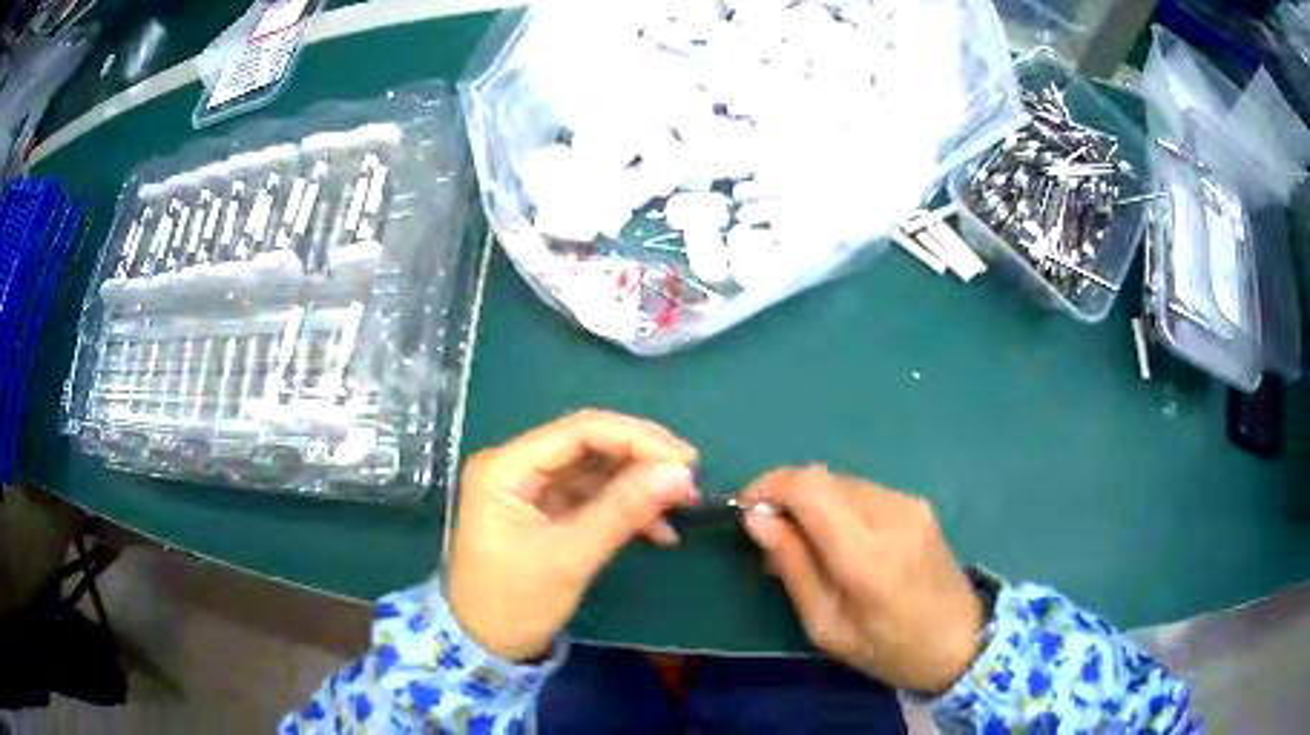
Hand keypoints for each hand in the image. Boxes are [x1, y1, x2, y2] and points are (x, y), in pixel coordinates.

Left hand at [446, 410, 697, 661]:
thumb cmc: (515, 603)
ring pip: (594, 470)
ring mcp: (529, 488)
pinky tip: (658, 529)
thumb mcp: (570, 558)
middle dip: (641, 460)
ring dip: (637, 485)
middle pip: (588, 445)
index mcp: (505, 467)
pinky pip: (590, 496)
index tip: (685, 461)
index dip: (636, 439)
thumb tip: (680, 474)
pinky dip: (623, 508)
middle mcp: (515, 466)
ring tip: (681, 504)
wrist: (485, 646)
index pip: (579, 431)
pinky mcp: (543, 511)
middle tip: (689, 479)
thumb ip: (623, 510)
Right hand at [739, 466, 983, 693]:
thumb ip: (793, 566)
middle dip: (786, 496)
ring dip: (812, 502)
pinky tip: (839, 540)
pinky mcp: (918, 504)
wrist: (961, 641)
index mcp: (867, 555)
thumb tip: (757, 518)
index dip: (769, 486)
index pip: (809, 488)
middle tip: (772, 537)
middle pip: (822, 477)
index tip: (745, 509)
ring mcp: (910, 504)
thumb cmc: (888, 649)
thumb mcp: (827, 626)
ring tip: (805, 544)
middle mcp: (891, 515)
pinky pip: (863, 491)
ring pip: (841, 481)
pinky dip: (837, 506)